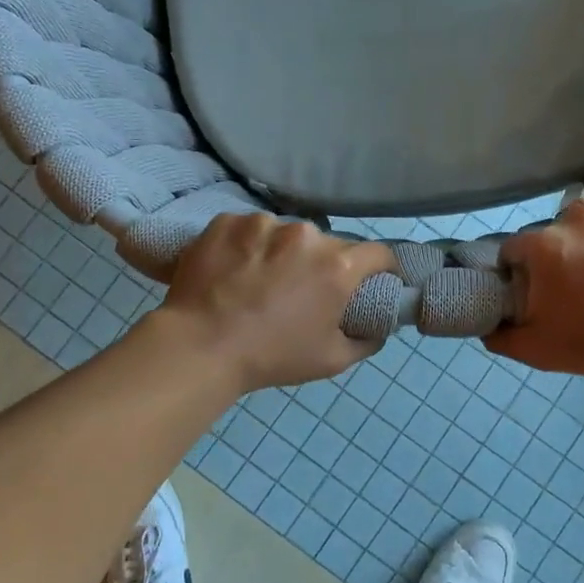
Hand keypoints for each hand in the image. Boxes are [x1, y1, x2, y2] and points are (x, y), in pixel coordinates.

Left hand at [159, 214, 395, 392]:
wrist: (200, 346)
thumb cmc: (272, 356)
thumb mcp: (332, 361)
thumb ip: (366, 341)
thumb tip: (379, 328)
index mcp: (337, 266)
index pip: (378, 253)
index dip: (382, 267)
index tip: (374, 279)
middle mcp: (305, 235)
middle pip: (327, 244)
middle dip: (322, 263)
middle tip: (303, 289)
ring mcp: (263, 223)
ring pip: (284, 234)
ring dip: (281, 252)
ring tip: (259, 279)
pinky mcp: (227, 221)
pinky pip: (247, 230)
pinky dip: (246, 245)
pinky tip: (232, 269)